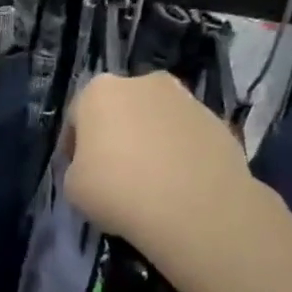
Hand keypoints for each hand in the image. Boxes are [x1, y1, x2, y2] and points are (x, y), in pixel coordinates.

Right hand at [63, 72, 256, 262]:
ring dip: (149, 141)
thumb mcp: (72, 184)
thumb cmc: (117, 189)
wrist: (196, 208)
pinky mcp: (219, 123)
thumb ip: (79, 166)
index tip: (78, 168)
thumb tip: (95, 166)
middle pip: (121, 109)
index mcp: (99, 92)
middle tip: (112, 169)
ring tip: (149, 180)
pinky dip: (179, 153)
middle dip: (115, 134)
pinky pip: (186, 137)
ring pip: (156, 120)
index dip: (74, 145)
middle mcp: (144, 83)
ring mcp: (187, 100)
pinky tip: (176, 184)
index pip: (76, 116)